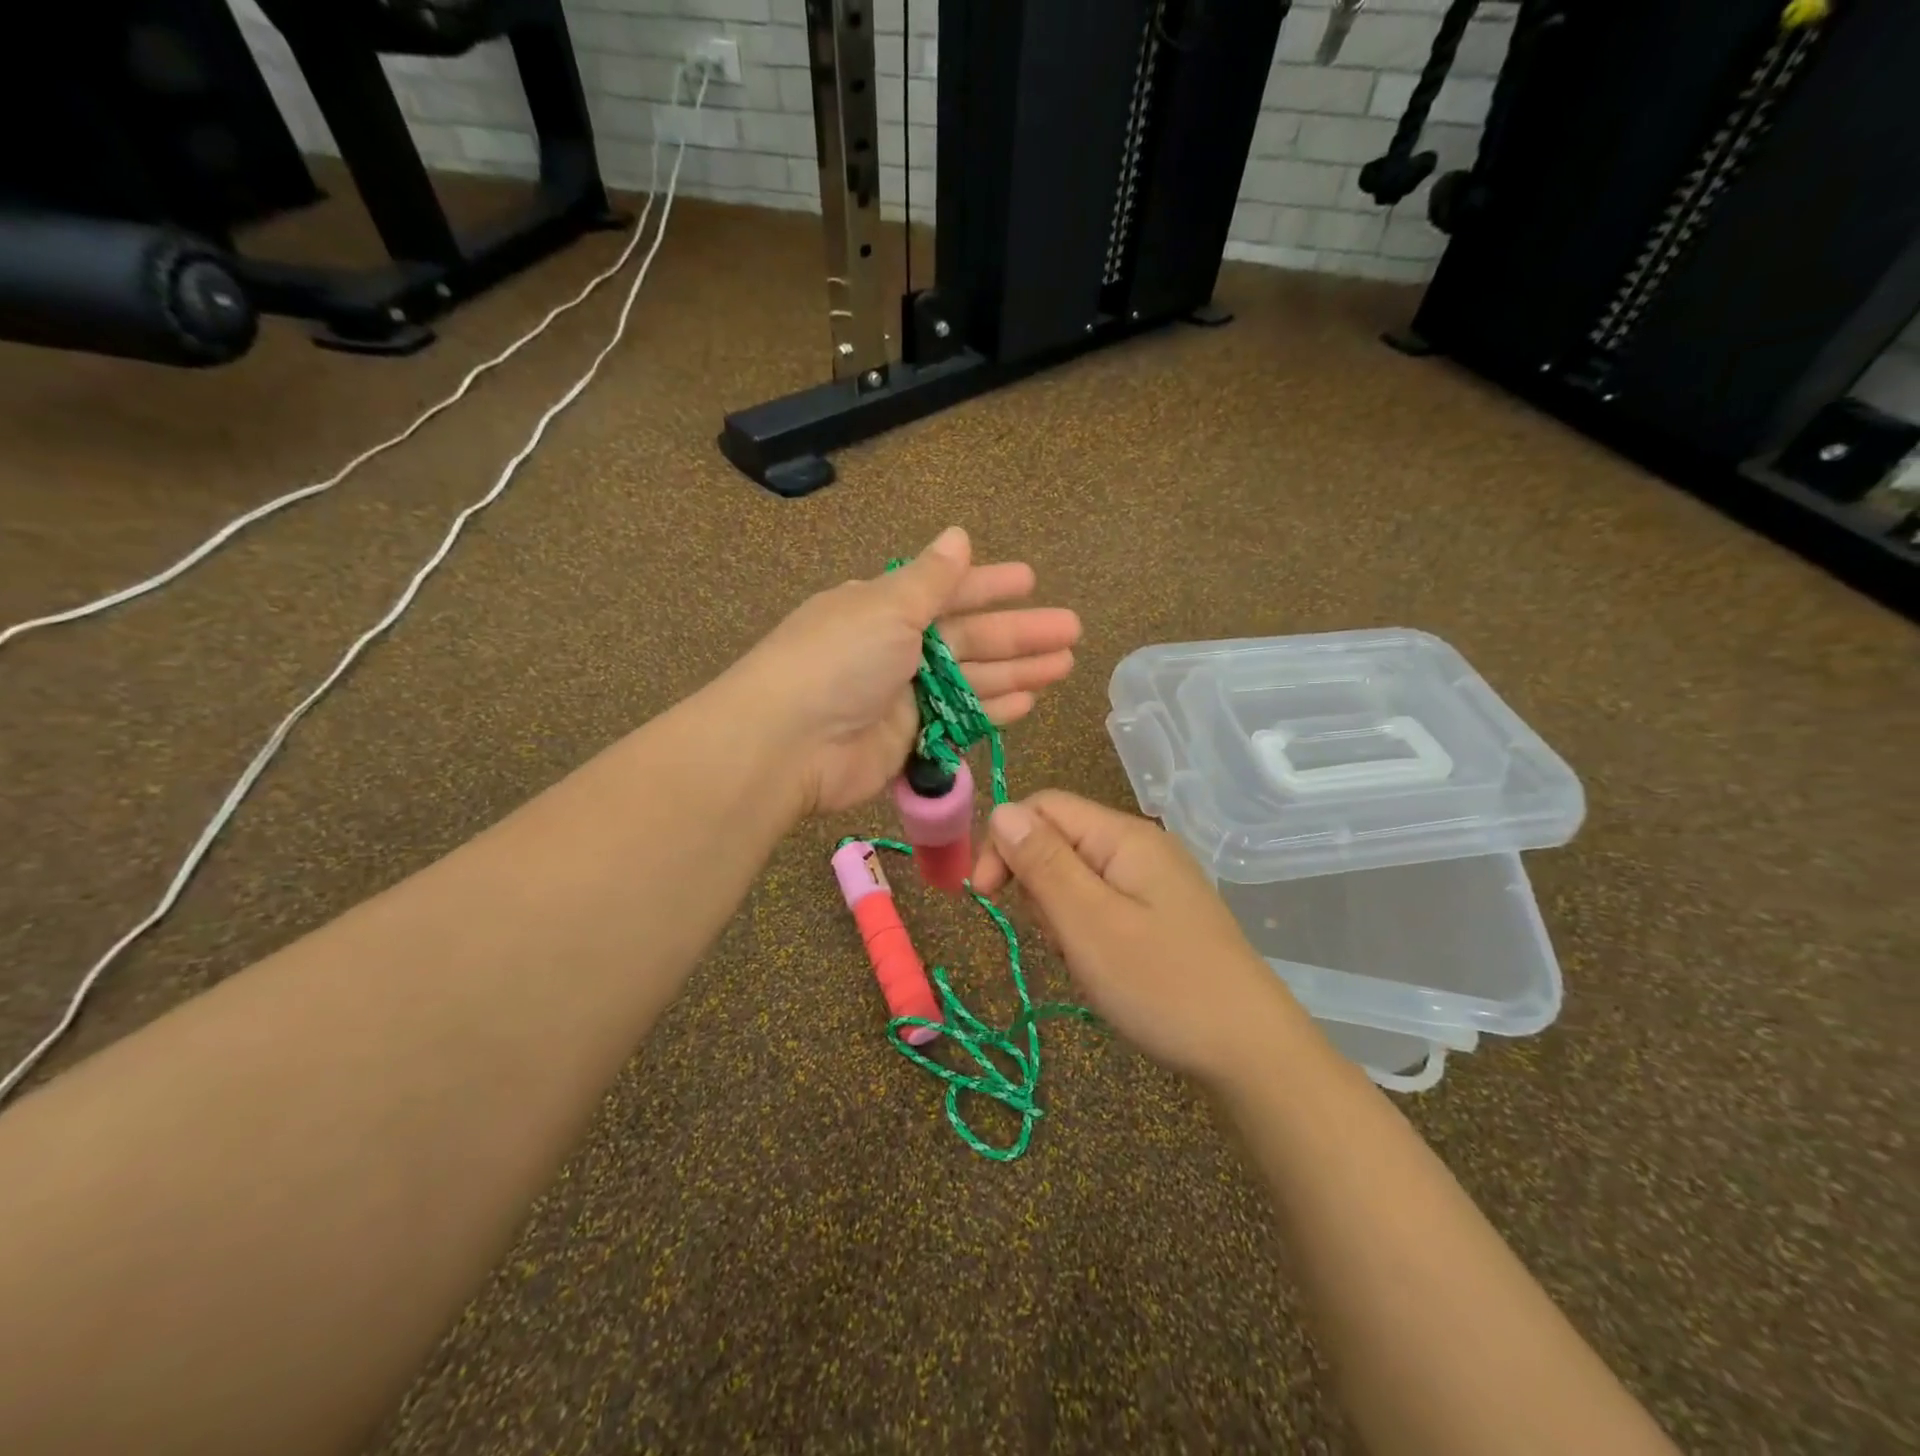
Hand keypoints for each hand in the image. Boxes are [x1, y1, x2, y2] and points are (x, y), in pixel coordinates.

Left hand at [733, 527, 1080, 815]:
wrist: (789, 743)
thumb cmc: (839, 661)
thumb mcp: (886, 607)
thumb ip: (930, 579)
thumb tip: (958, 534)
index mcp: (883, 608)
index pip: (947, 591)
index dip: (990, 585)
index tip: (1032, 580)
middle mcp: (895, 650)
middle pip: (969, 637)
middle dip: (1020, 633)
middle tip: (1072, 630)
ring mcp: (904, 698)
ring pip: (972, 680)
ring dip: (1017, 671)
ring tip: (1064, 665)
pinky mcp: (910, 741)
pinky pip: (960, 721)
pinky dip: (992, 711)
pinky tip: (1028, 702)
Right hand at [971, 791, 1307, 1084]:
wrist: (1251, 1052)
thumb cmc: (1162, 985)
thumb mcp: (1088, 923)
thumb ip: (1042, 863)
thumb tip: (1001, 811)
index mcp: (1124, 836)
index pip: (1042, 807)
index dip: (1004, 841)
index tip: (985, 897)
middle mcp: (1140, 847)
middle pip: (1058, 840)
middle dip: (1037, 885)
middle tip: (1057, 940)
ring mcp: (1153, 881)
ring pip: (1076, 877)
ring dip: (1061, 915)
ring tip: (1084, 960)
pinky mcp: (1160, 913)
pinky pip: (1102, 904)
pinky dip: (1086, 931)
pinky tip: (1103, 968)